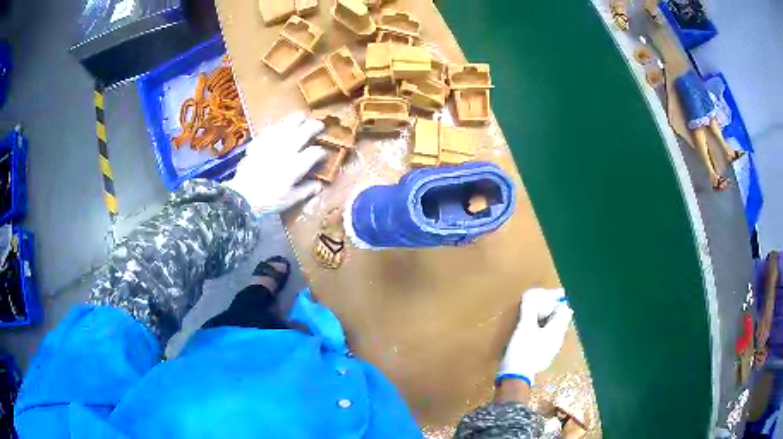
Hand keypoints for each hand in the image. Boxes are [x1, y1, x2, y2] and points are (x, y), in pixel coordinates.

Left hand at [225, 112, 326, 213]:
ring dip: (297, 119)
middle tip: (320, 126)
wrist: (241, 197)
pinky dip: (278, 126)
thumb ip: (306, 190)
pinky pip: (271, 129)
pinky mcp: (258, 143)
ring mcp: (271, 143)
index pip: (315, 152)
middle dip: (315, 126)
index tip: (323, 155)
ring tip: (302, 118)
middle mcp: (286, 150)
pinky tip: (280, 128)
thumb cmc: (268, 201)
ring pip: (288, 124)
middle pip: (305, 130)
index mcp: (296, 165)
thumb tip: (319, 185)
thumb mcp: (290, 200)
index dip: (322, 152)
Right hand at [497, 288, 573, 384]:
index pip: (565, 310)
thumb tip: (532, 292)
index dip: (556, 301)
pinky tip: (528, 333)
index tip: (543, 298)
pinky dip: (539, 331)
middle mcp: (557, 339)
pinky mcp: (542, 356)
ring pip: (551, 329)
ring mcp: (551, 349)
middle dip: (549, 310)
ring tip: (529, 317)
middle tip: (534, 305)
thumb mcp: (524, 327)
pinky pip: (545, 338)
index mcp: (557, 330)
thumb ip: (529, 309)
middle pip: (559, 319)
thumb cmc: (523, 350)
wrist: (515, 377)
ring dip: (543, 321)